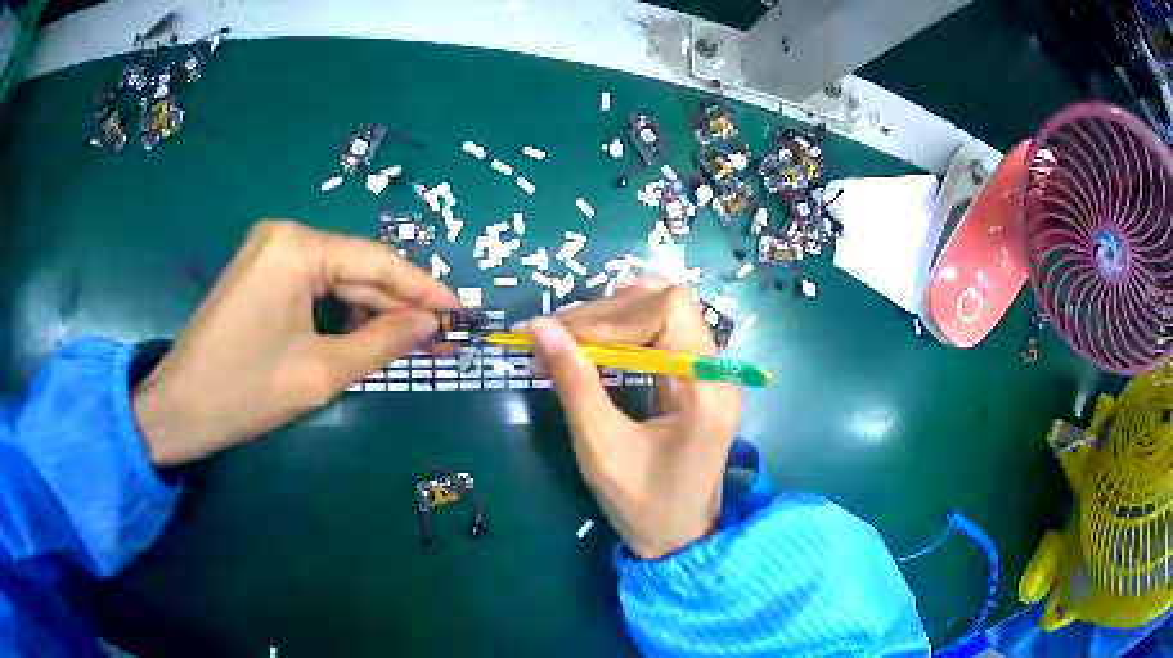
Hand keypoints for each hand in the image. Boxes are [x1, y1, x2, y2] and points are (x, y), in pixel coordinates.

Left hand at [133, 220, 460, 465]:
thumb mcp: (321, 372)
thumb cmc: (245, 391)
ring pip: (335, 279)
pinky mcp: (259, 274)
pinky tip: (363, 335)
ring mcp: (268, 252)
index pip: (375, 261)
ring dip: (370, 310)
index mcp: (297, 247)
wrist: (178, 409)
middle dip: (396, 303)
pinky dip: (339, 312)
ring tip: (408, 341)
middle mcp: (284, 235)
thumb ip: (382, 342)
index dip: (423, 289)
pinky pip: (312, 287)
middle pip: (355, 267)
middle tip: (439, 334)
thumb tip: (430, 324)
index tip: (460, 311)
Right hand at [524, 278, 741, 558]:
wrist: (679, 539)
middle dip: (607, 312)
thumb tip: (539, 327)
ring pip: (666, 312)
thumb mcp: (602, 448)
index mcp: (706, 389)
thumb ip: (574, 384)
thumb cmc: (643, 506)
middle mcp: (717, 371)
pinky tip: (600, 331)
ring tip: (568, 332)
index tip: (559, 336)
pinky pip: (665, 334)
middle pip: (668, 304)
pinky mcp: (697, 380)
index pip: (669, 311)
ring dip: (614, 316)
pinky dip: (627, 328)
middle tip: (554, 333)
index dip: (611, 315)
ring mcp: (710, 374)